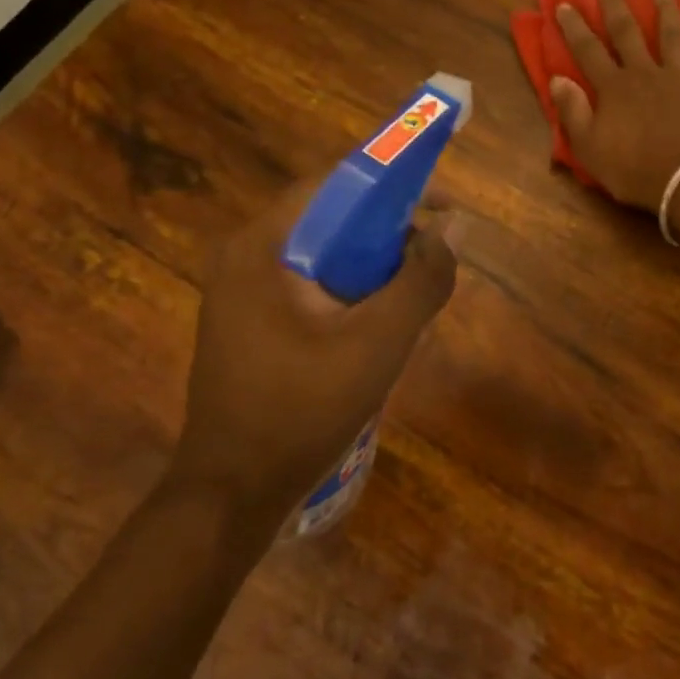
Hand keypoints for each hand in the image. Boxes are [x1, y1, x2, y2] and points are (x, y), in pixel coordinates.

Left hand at [173, 178, 456, 523]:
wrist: (232, 494)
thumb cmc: (302, 411)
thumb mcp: (378, 344)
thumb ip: (421, 281)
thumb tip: (448, 230)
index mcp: (261, 246)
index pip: (335, 184)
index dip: (394, 185)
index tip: (441, 207)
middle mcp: (244, 257)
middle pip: (330, 221)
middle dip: (388, 237)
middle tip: (432, 263)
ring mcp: (242, 292)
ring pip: (324, 258)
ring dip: (373, 271)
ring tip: (411, 305)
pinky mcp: (250, 323)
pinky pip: (310, 289)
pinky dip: (350, 297)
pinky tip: (378, 334)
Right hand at [552, 0, 679, 209]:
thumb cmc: (634, 169)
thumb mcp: (590, 149)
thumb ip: (573, 113)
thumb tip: (557, 80)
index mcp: (614, 87)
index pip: (588, 51)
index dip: (574, 28)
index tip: (566, 5)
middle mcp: (645, 73)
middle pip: (628, 33)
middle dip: (616, 8)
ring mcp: (679, 78)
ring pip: (671, 36)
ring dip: (666, 12)